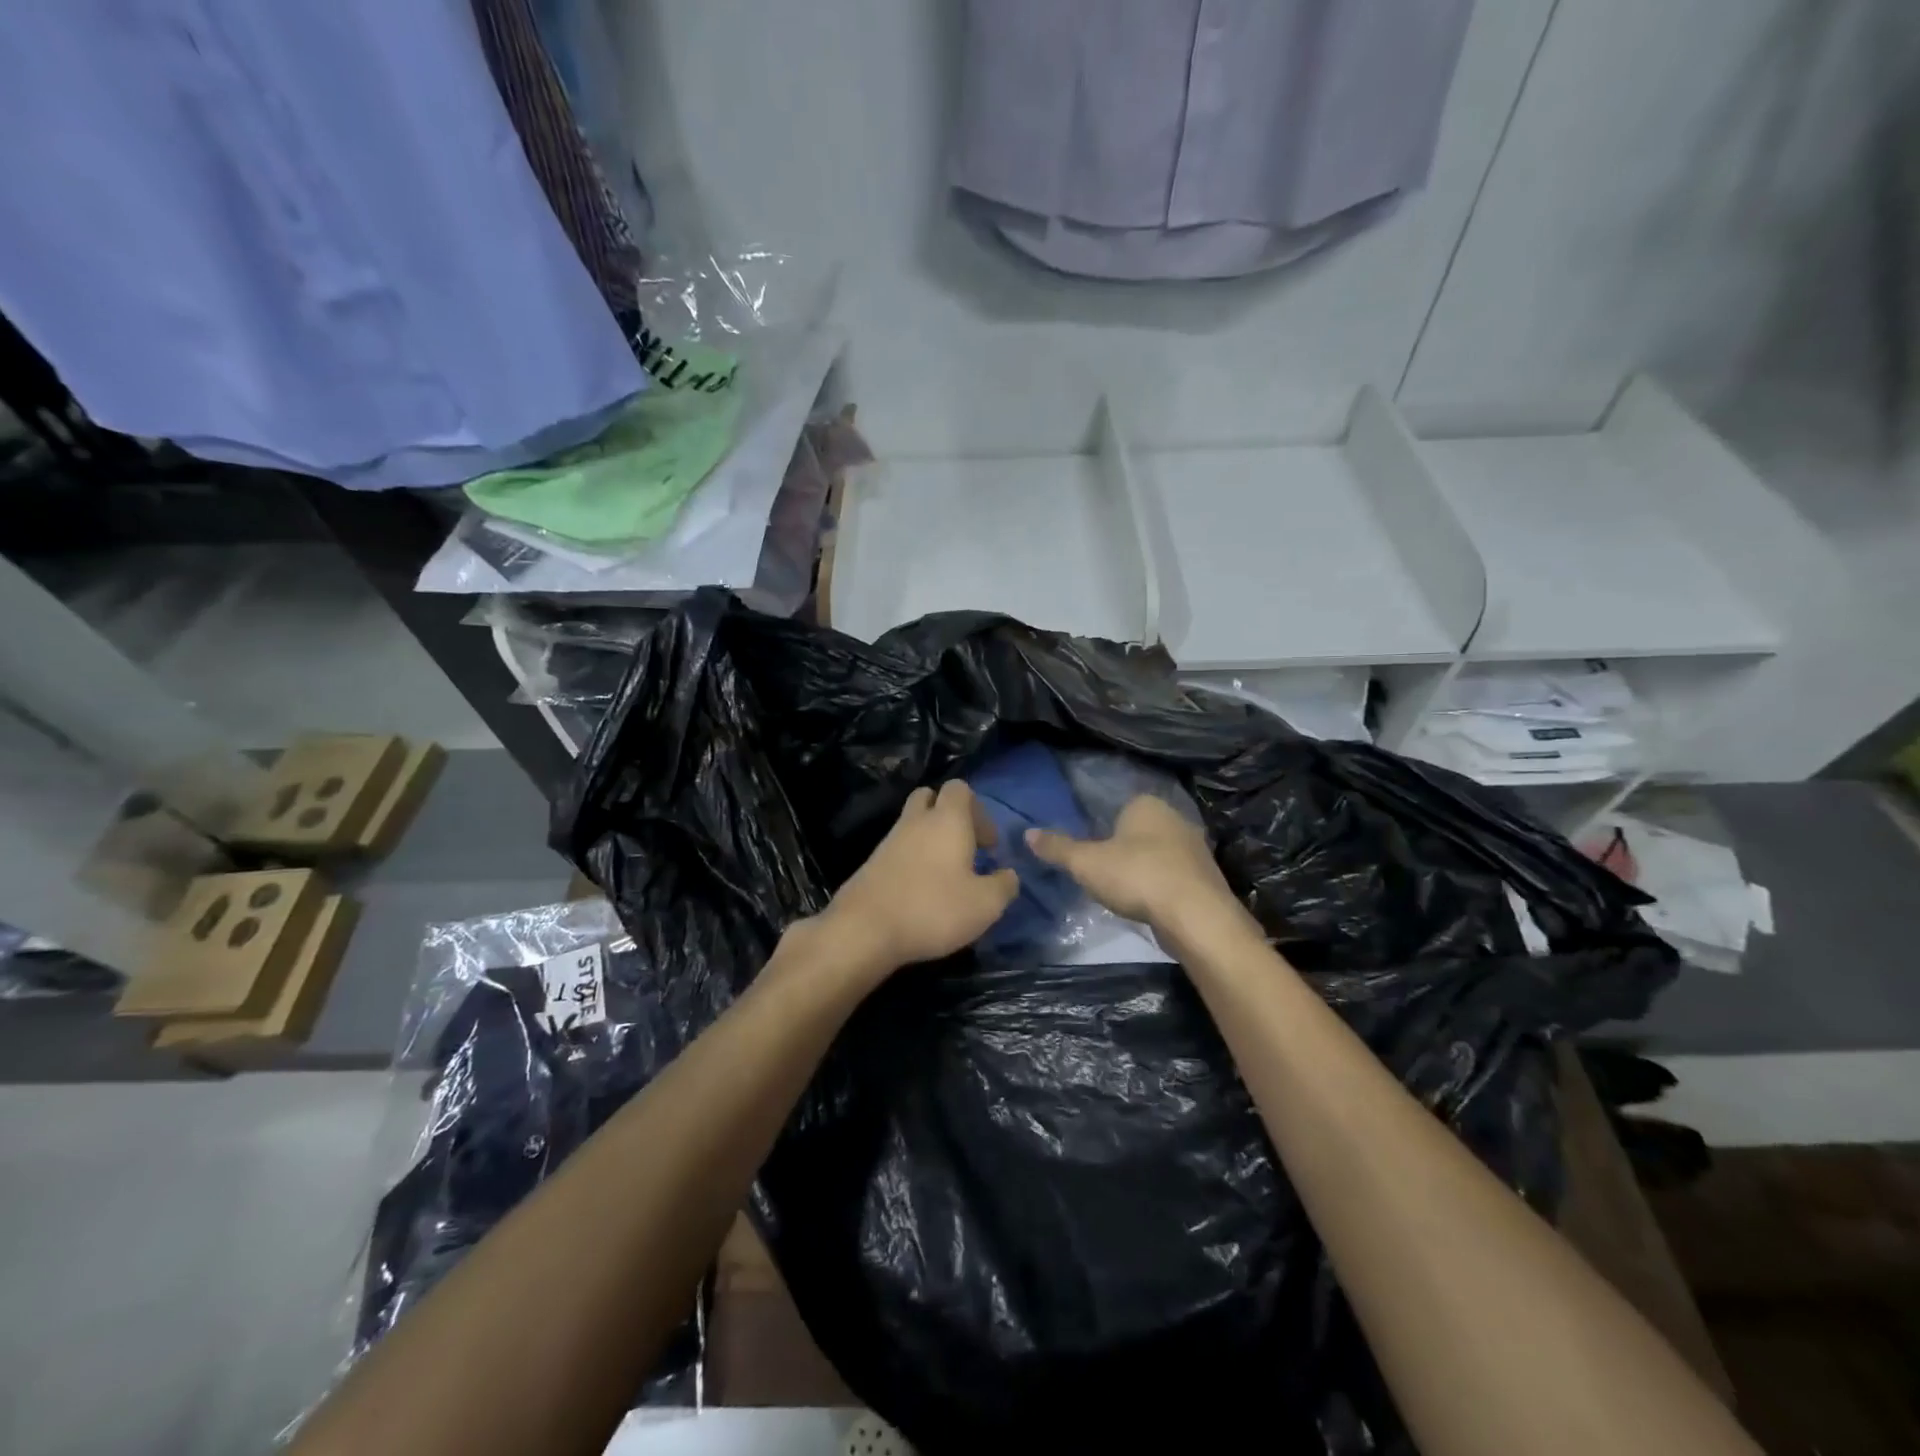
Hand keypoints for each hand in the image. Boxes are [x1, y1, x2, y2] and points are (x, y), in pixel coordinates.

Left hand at [813, 781, 1018, 984]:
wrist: (864, 929)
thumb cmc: (933, 909)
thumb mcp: (985, 905)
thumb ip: (1004, 885)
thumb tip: (1009, 875)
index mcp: (947, 820)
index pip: (960, 788)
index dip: (979, 810)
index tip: (989, 845)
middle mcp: (916, 821)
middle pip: (931, 797)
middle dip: (949, 816)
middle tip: (965, 848)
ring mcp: (889, 840)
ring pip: (913, 824)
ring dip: (930, 840)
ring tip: (946, 875)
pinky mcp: (872, 863)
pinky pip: (898, 848)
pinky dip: (912, 859)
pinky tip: (921, 890)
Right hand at [1026, 794, 1237, 933]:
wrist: (1195, 916)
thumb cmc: (1136, 876)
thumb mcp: (1085, 863)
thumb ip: (1057, 848)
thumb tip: (1027, 833)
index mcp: (1147, 804)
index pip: (1120, 807)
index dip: (1104, 828)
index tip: (1092, 852)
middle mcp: (1175, 818)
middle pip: (1141, 831)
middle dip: (1125, 848)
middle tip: (1104, 872)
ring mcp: (1196, 848)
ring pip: (1160, 854)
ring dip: (1145, 869)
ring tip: (1125, 892)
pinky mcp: (1207, 878)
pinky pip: (1176, 877)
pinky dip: (1162, 887)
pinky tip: (1150, 905)